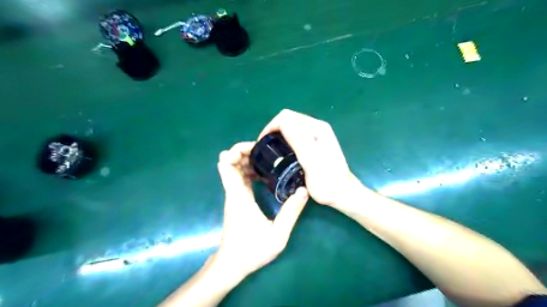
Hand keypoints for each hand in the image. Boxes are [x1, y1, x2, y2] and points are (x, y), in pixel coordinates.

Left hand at [212, 143, 309, 279]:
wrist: (232, 264)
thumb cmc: (251, 251)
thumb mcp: (277, 235)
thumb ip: (291, 213)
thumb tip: (303, 190)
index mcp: (238, 195)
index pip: (226, 165)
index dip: (236, 150)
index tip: (255, 147)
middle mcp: (233, 191)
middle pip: (229, 162)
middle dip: (244, 151)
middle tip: (265, 151)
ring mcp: (234, 195)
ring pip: (233, 168)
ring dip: (246, 159)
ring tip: (267, 159)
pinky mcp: (237, 199)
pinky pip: (239, 178)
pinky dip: (248, 170)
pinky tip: (264, 173)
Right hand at [260, 110, 359, 206]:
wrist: (343, 194)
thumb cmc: (327, 181)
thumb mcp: (311, 160)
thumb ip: (298, 139)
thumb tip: (281, 122)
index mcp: (317, 128)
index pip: (287, 117)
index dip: (271, 127)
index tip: (263, 144)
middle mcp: (317, 127)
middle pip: (289, 119)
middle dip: (274, 130)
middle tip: (266, 148)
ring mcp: (317, 135)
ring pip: (291, 127)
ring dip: (279, 135)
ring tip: (272, 150)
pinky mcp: (315, 144)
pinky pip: (295, 135)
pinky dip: (285, 140)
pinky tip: (283, 152)